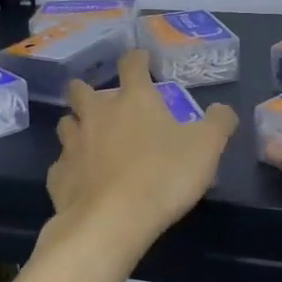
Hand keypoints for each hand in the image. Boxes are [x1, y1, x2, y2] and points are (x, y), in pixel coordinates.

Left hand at [48, 48, 238, 247]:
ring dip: (76, 126)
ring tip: (89, 137)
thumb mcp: (206, 148)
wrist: (111, 222)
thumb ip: (218, 123)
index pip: (132, 65)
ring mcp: (73, 145)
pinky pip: (61, 165)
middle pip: (81, 90)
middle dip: (89, 89)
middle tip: (103, 100)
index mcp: (134, 100)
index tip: (141, 58)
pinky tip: (81, 179)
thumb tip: (223, 109)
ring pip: (66, 124)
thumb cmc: (163, 176)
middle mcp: (98, 114)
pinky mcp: (58, 177)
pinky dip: (70, 167)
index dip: (137, 58)